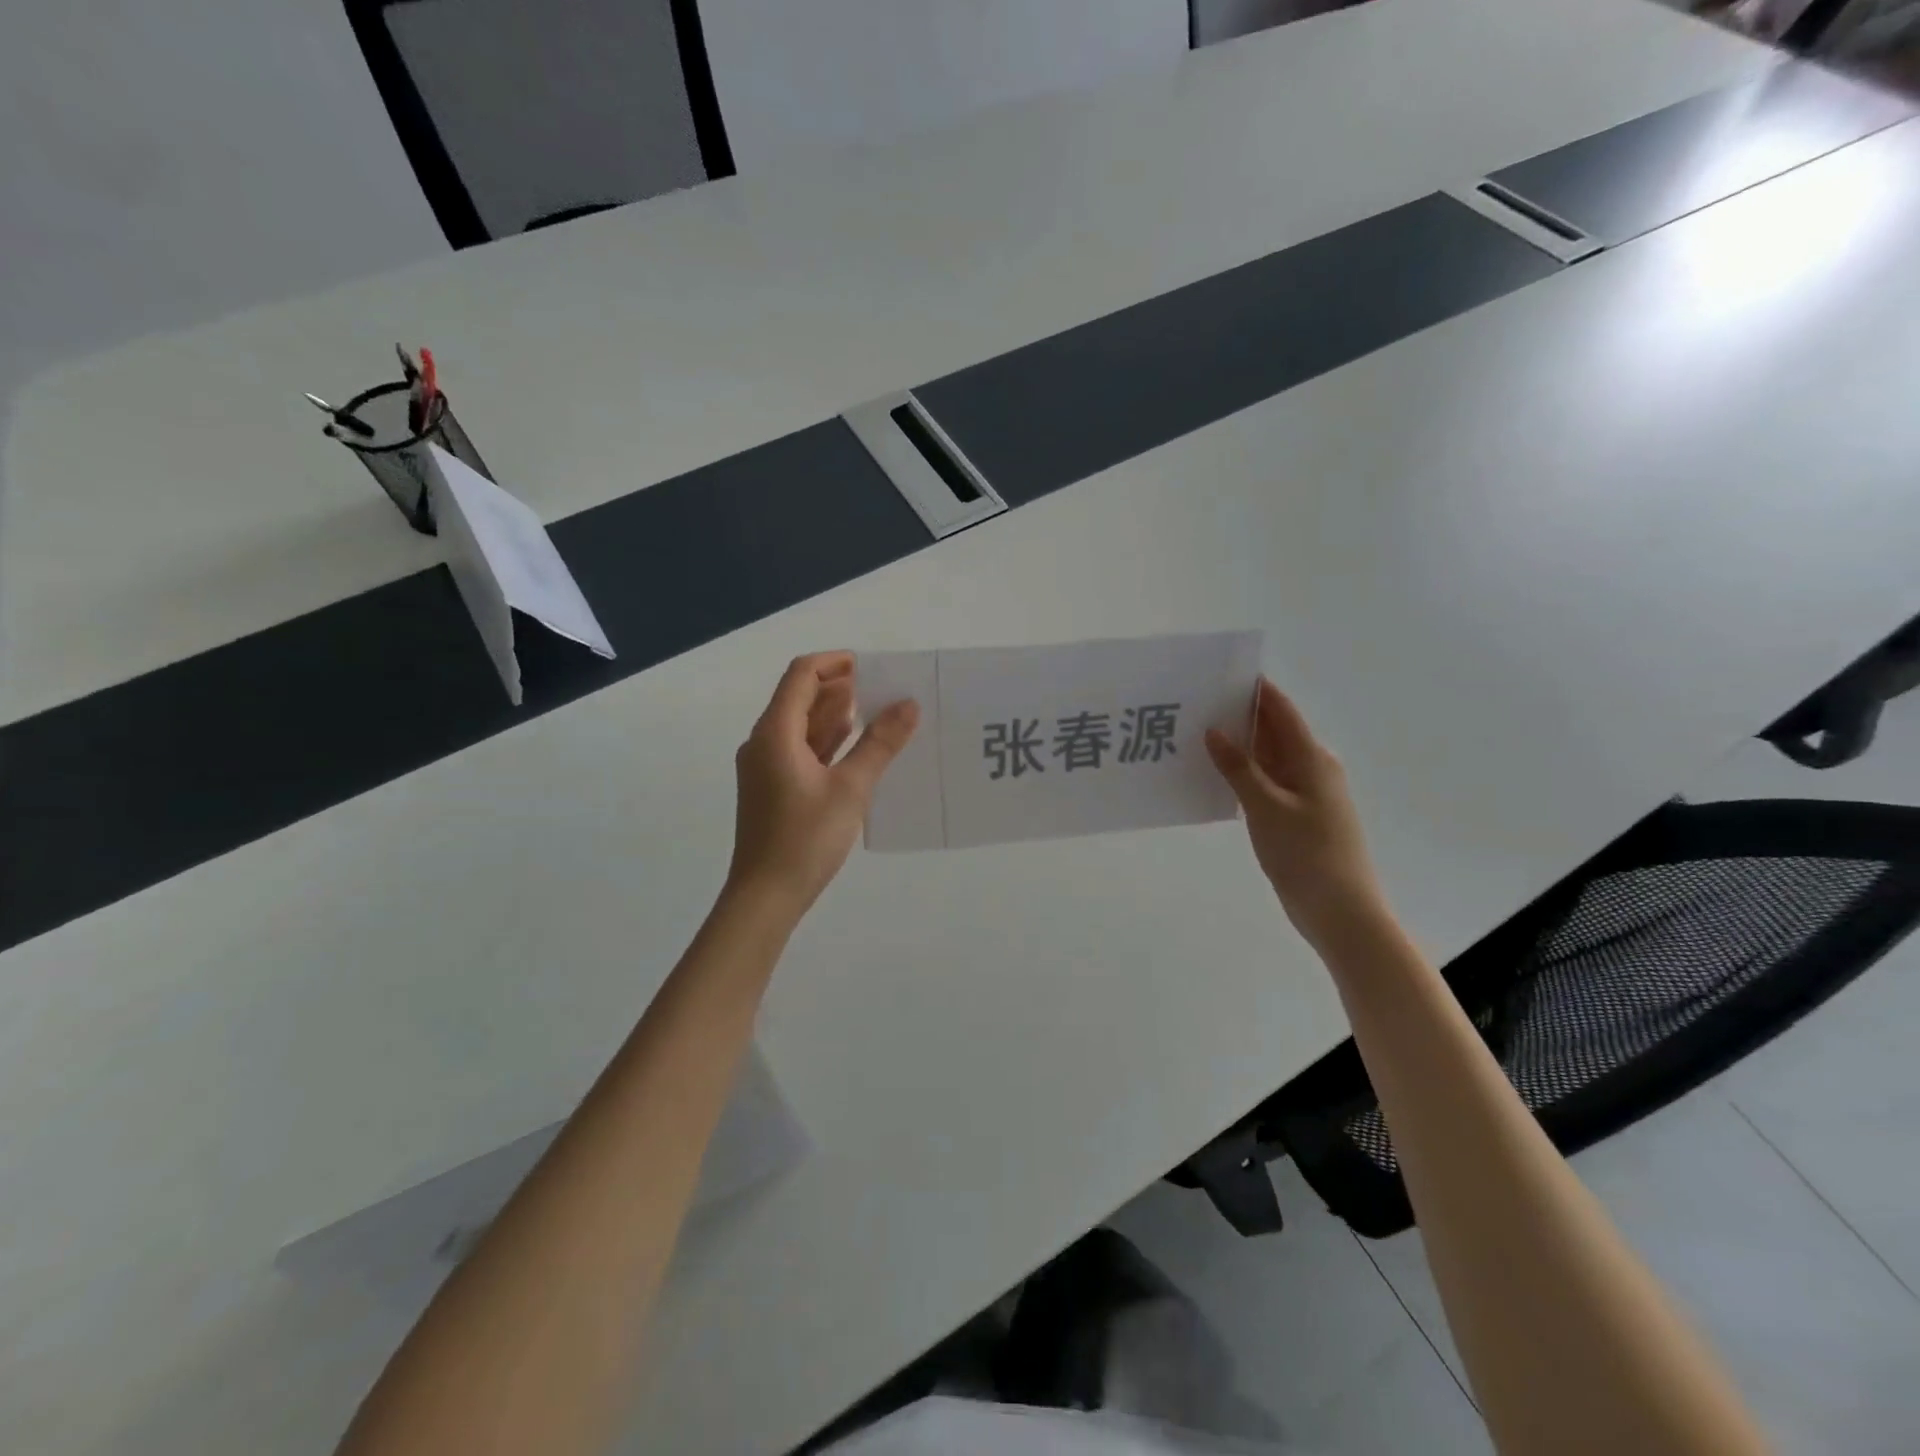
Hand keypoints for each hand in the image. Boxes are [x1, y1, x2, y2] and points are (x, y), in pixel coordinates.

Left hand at [727, 652, 918, 913]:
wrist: (766, 896)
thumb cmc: (805, 838)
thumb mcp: (851, 788)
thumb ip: (879, 743)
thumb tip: (908, 705)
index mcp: (775, 733)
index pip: (801, 676)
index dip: (834, 663)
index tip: (871, 667)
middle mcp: (764, 742)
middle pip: (799, 698)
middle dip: (839, 688)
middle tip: (882, 690)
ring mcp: (766, 767)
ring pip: (801, 726)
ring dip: (835, 715)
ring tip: (876, 714)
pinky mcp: (773, 788)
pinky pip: (800, 750)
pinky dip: (827, 742)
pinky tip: (856, 749)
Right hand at [1206, 679, 1385, 950]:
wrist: (1341, 911)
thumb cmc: (1306, 853)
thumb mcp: (1266, 807)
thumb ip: (1238, 767)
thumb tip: (1214, 731)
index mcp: (1311, 758)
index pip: (1280, 710)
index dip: (1254, 689)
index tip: (1219, 674)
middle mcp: (1311, 768)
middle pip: (1273, 731)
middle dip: (1239, 716)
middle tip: (1195, 706)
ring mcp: (1305, 794)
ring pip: (1267, 758)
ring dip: (1238, 748)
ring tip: (1195, 737)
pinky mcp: (1296, 816)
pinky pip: (1266, 783)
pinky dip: (1243, 775)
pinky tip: (1214, 777)